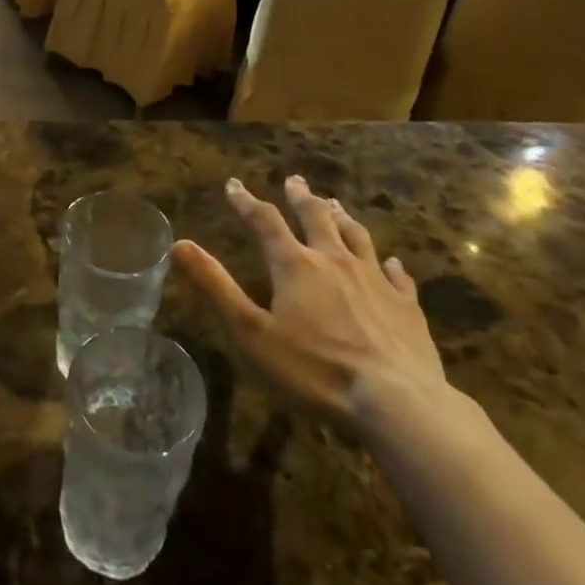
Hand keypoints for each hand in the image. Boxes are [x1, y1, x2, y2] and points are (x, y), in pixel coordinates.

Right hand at [173, 175, 453, 436]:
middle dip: (301, 198)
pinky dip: (391, 265)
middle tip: (294, 181)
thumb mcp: (251, 333)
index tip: (234, 185)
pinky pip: (397, 276)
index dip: (246, 202)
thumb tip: (179, 243)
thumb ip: (215, 286)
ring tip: (335, 204)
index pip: (264, 221)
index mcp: (295, 265)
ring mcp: (375, 280)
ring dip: (342, 217)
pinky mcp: (406, 306)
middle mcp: (334, 260)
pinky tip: (393, 263)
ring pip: (356, 236)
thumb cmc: (315, 371)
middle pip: (316, 217)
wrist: (396, 402)